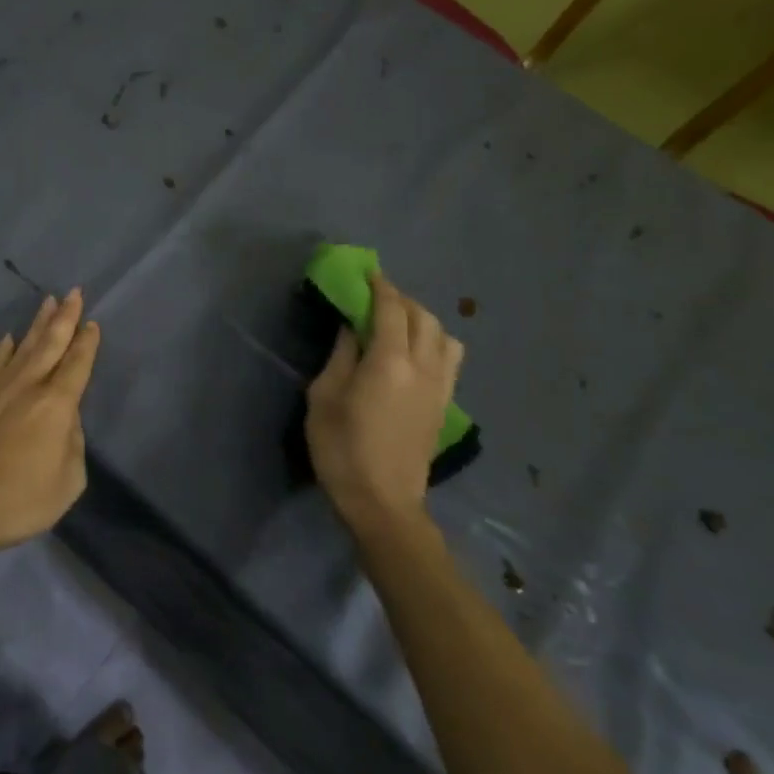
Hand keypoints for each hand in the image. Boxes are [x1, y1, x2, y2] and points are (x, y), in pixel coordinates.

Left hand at [0, 288, 99, 556]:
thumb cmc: (22, 499)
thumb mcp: (68, 480)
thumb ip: (72, 442)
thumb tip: (64, 419)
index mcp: (56, 405)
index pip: (77, 365)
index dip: (87, 343)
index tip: (92, 323)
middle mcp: (28, 387)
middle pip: (51, 344)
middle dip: (65, 317)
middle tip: (74, 292)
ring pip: (23, 347)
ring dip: (38, 324)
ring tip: (49, 302)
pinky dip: (5, 349)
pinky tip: (9, 337)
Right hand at [305, 274, 462, 532]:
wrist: (382, 502)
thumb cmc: (341, 448)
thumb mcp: (324, 396)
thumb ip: (341, 355)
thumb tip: (352, 328)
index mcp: (389, 362)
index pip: (391, 309)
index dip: (379, 286)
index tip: (365, 272)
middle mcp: (423, 367)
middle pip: (422, 316)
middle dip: (399, 299)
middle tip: (374, 295)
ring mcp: (440, 387)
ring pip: (443, 335)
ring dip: (422, 318)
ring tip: (397, 322)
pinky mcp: (444, 404)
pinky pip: (449, 359)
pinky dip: (433, 341)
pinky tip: (413, 351)